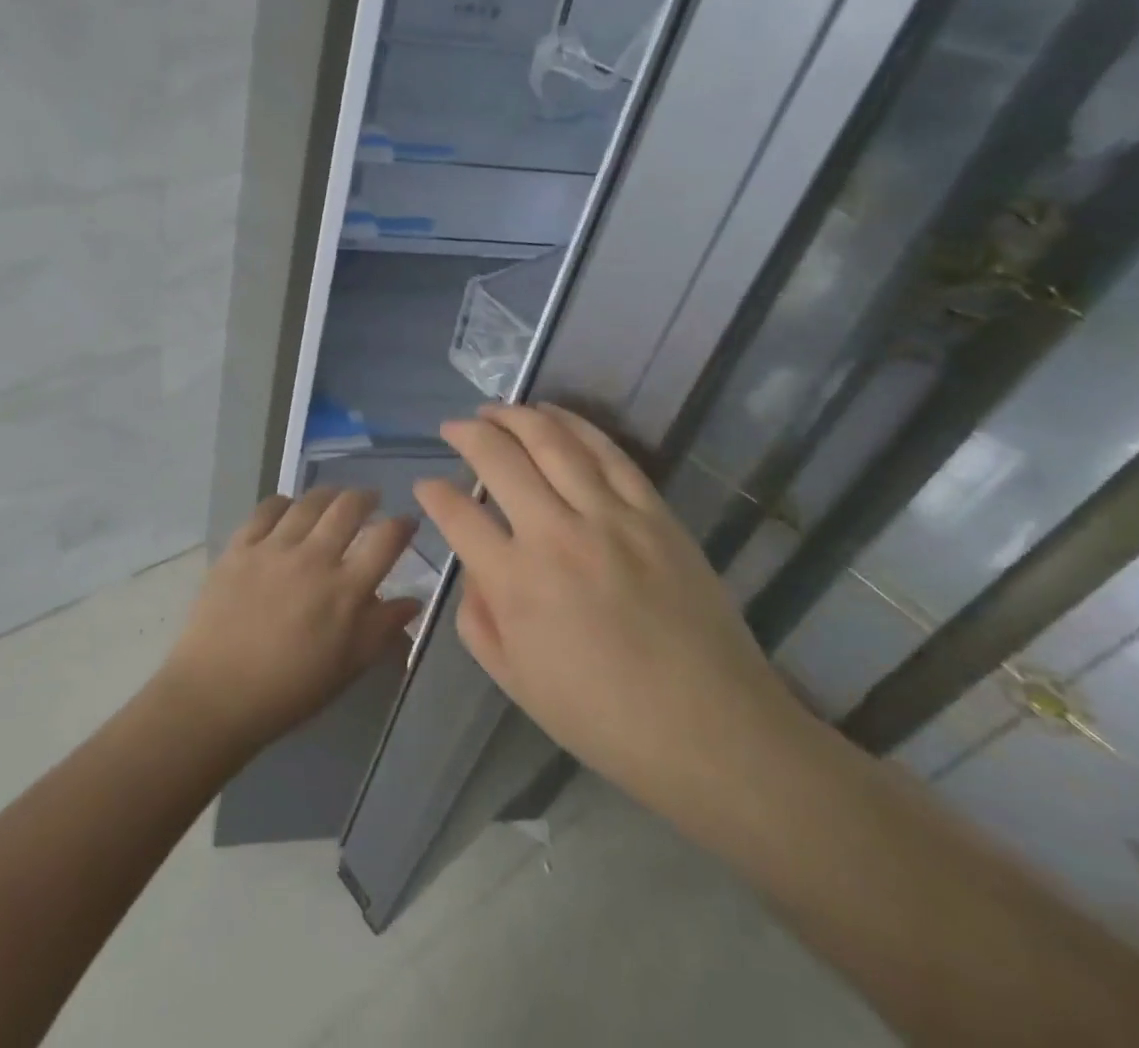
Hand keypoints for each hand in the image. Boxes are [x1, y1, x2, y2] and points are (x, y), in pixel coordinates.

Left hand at [160, 489, 422, 753]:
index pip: (386, 540)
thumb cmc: (289, 691)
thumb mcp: (347, 667)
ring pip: (309, 502)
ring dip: (329, 494)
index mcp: (345, 591)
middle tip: (371, 500)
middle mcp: (313, 558)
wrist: (216, 695)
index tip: (407, 522)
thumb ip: (382, 629)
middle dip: (366, 497)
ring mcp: (273, 548)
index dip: (402, 524)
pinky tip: (289, 507)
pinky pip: (266, 509)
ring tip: (334, 498)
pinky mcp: (240, 546)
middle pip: (348, 508)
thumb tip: (412, 600)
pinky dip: (284, 502)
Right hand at [415, 404, 807, 813]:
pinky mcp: (654, 513)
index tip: (426, 485)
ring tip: (494, 408)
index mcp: (516, 584)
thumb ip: (476, 618)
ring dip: (515, 416)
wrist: (712, 731)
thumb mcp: (515, 682)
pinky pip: (608, 453)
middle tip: (452, 427)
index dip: (433, 492)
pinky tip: (553, 414)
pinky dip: (575, 425)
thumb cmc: (603, 718)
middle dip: (466, 434)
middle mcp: (556, 536)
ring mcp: (610, 517)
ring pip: (552, 442)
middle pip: (499, 459)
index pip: (457, 514)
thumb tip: (473, 565)